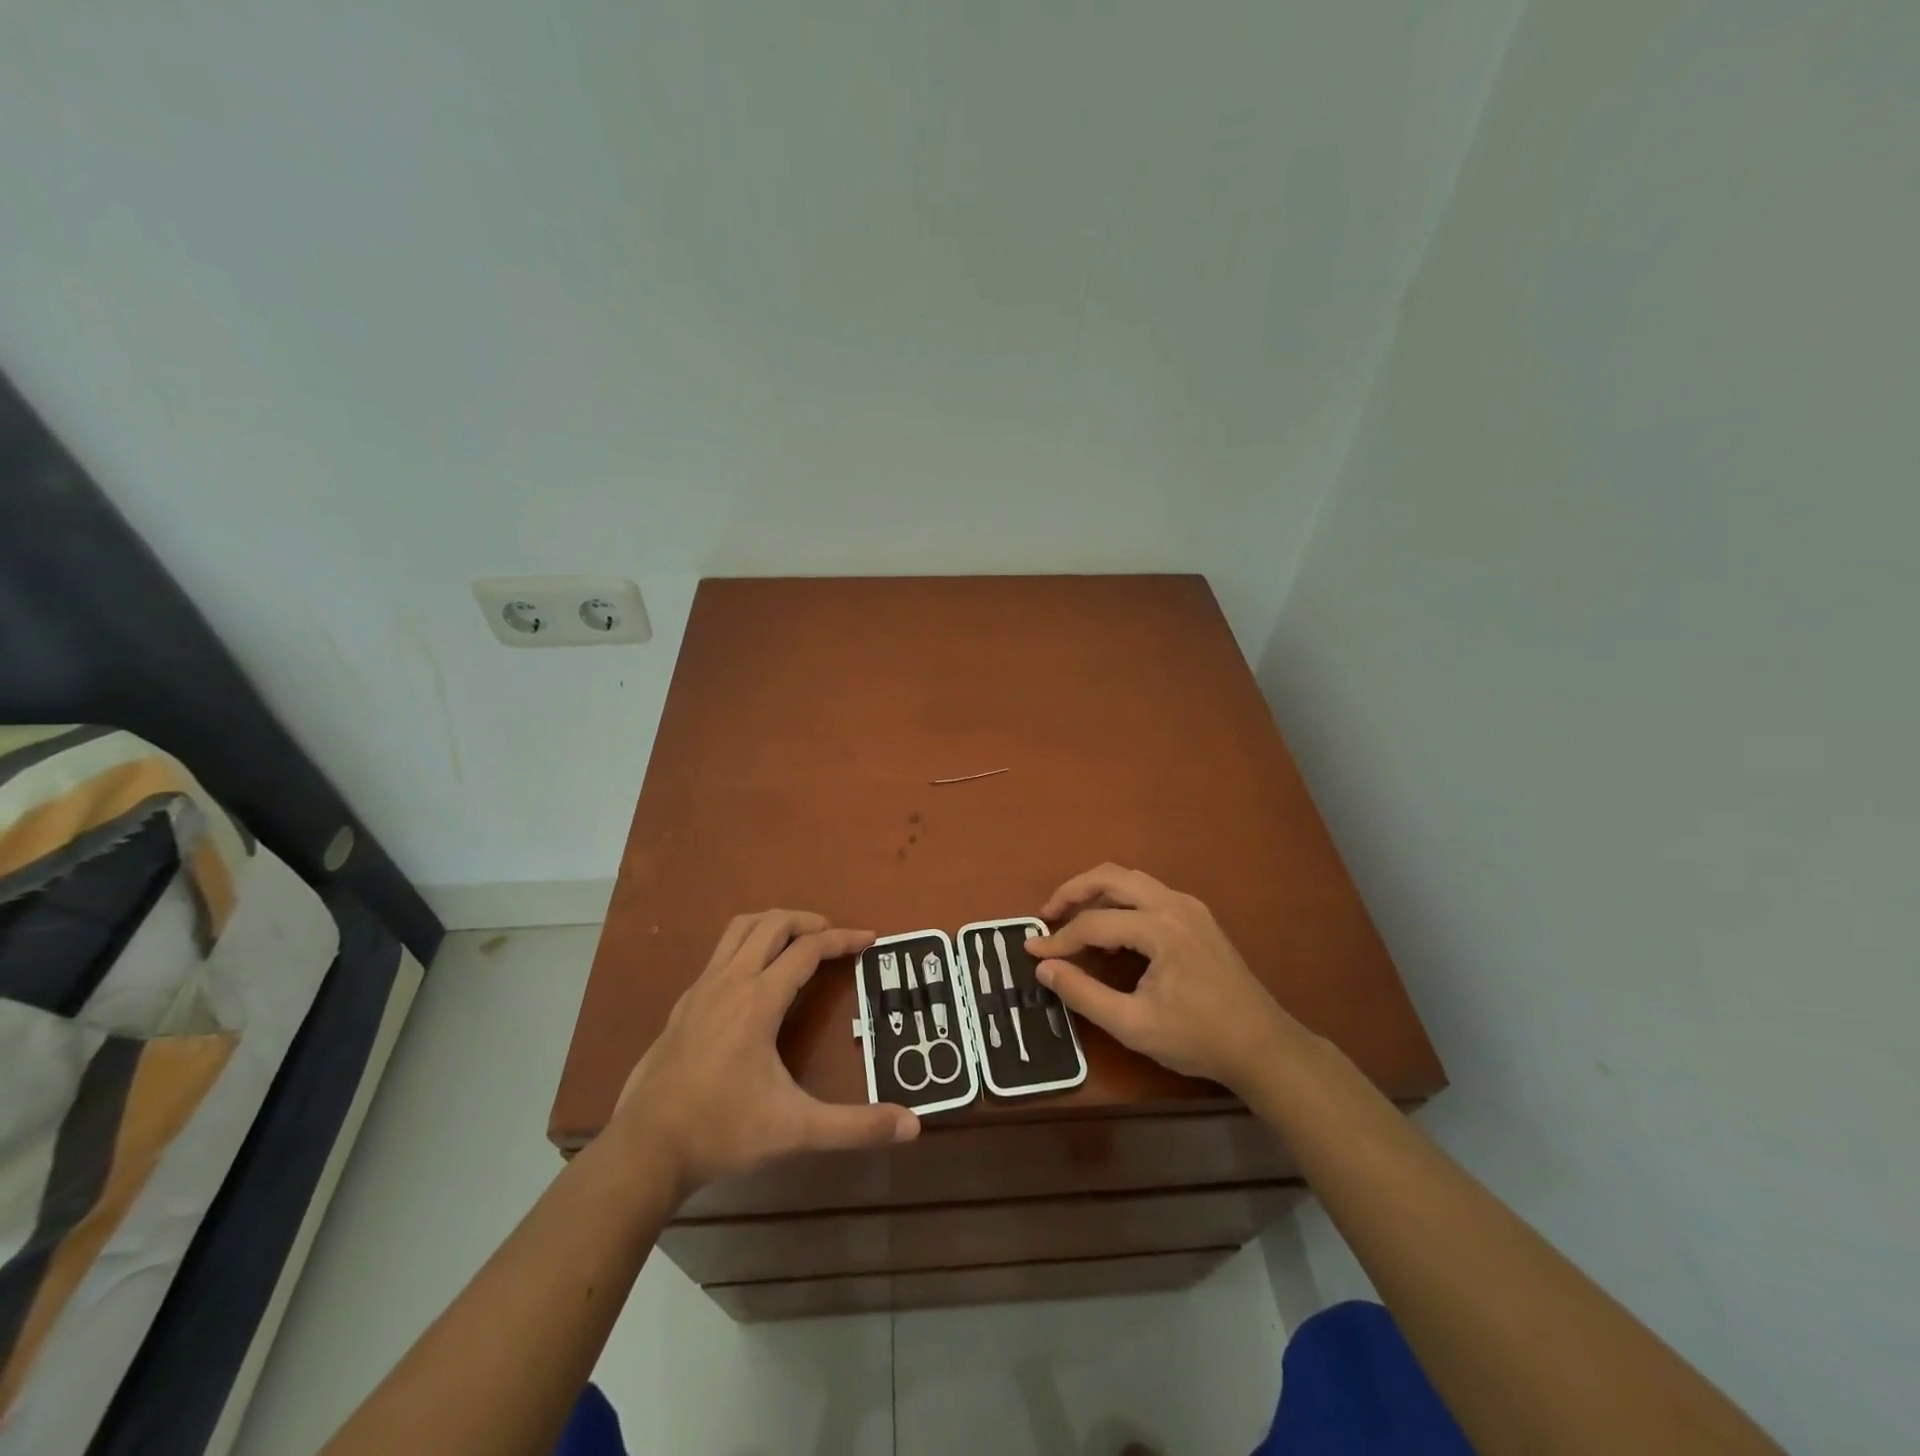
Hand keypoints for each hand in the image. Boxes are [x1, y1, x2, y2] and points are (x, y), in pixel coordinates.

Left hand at [610, 910, 918, 1197]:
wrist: (644, 1150)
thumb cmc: (722, 1131)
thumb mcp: (796, 1130)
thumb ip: (855, 1126)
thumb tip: (912, 1125)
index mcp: (759, 999)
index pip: (808, 950)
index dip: (843, 939)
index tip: (870, 939)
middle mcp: (730, 981)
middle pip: (772, 924)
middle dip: (808, 921)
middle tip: (834, 937)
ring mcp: (701, 990)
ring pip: (739, 930)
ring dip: (773, 924)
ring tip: (797, 942)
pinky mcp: (683, 1005)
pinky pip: (720, 954)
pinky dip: (746, 946)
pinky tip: (753, 980)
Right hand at [1027, 864, 1309, 1094]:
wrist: (1263, 1046)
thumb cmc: (1198, 1038)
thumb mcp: (1133, 1025)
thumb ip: (1083, 994)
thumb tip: (1043, 968)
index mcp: (1160, 928)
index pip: (1094, 923)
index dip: (1059, 939)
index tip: (1032, 953)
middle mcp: (1174, 904)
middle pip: (1111, 876)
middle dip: (1073, 891)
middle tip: (1047, 914)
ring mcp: (1189, 906)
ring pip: (1130, 879)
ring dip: (1096, 891)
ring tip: (1071, 916)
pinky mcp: (1197, 916)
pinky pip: (1148, 892)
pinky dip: (1119, 899)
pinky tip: (1110, 927)